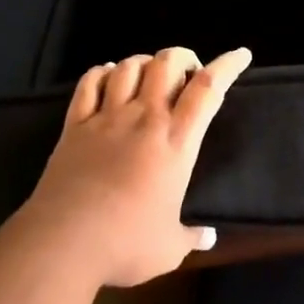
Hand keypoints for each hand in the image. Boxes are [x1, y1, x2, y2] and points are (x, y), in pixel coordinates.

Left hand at [19, 45, 251, 287]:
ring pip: (129, 66)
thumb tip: (209, 238)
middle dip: (182, 57)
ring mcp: (107, 117)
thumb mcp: (167, 248)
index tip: (241, 54)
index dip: (227, 65)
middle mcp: (144, 118)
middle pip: (167, 62)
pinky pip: (89, 83)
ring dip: (143, 63)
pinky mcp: (75, 125)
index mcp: (175, 141)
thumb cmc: (124, 244)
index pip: (208, 88)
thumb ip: (190, 237)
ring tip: (148, 77)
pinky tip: (108, 77)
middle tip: (186, 75)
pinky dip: (102, 73)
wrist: (63, 244)